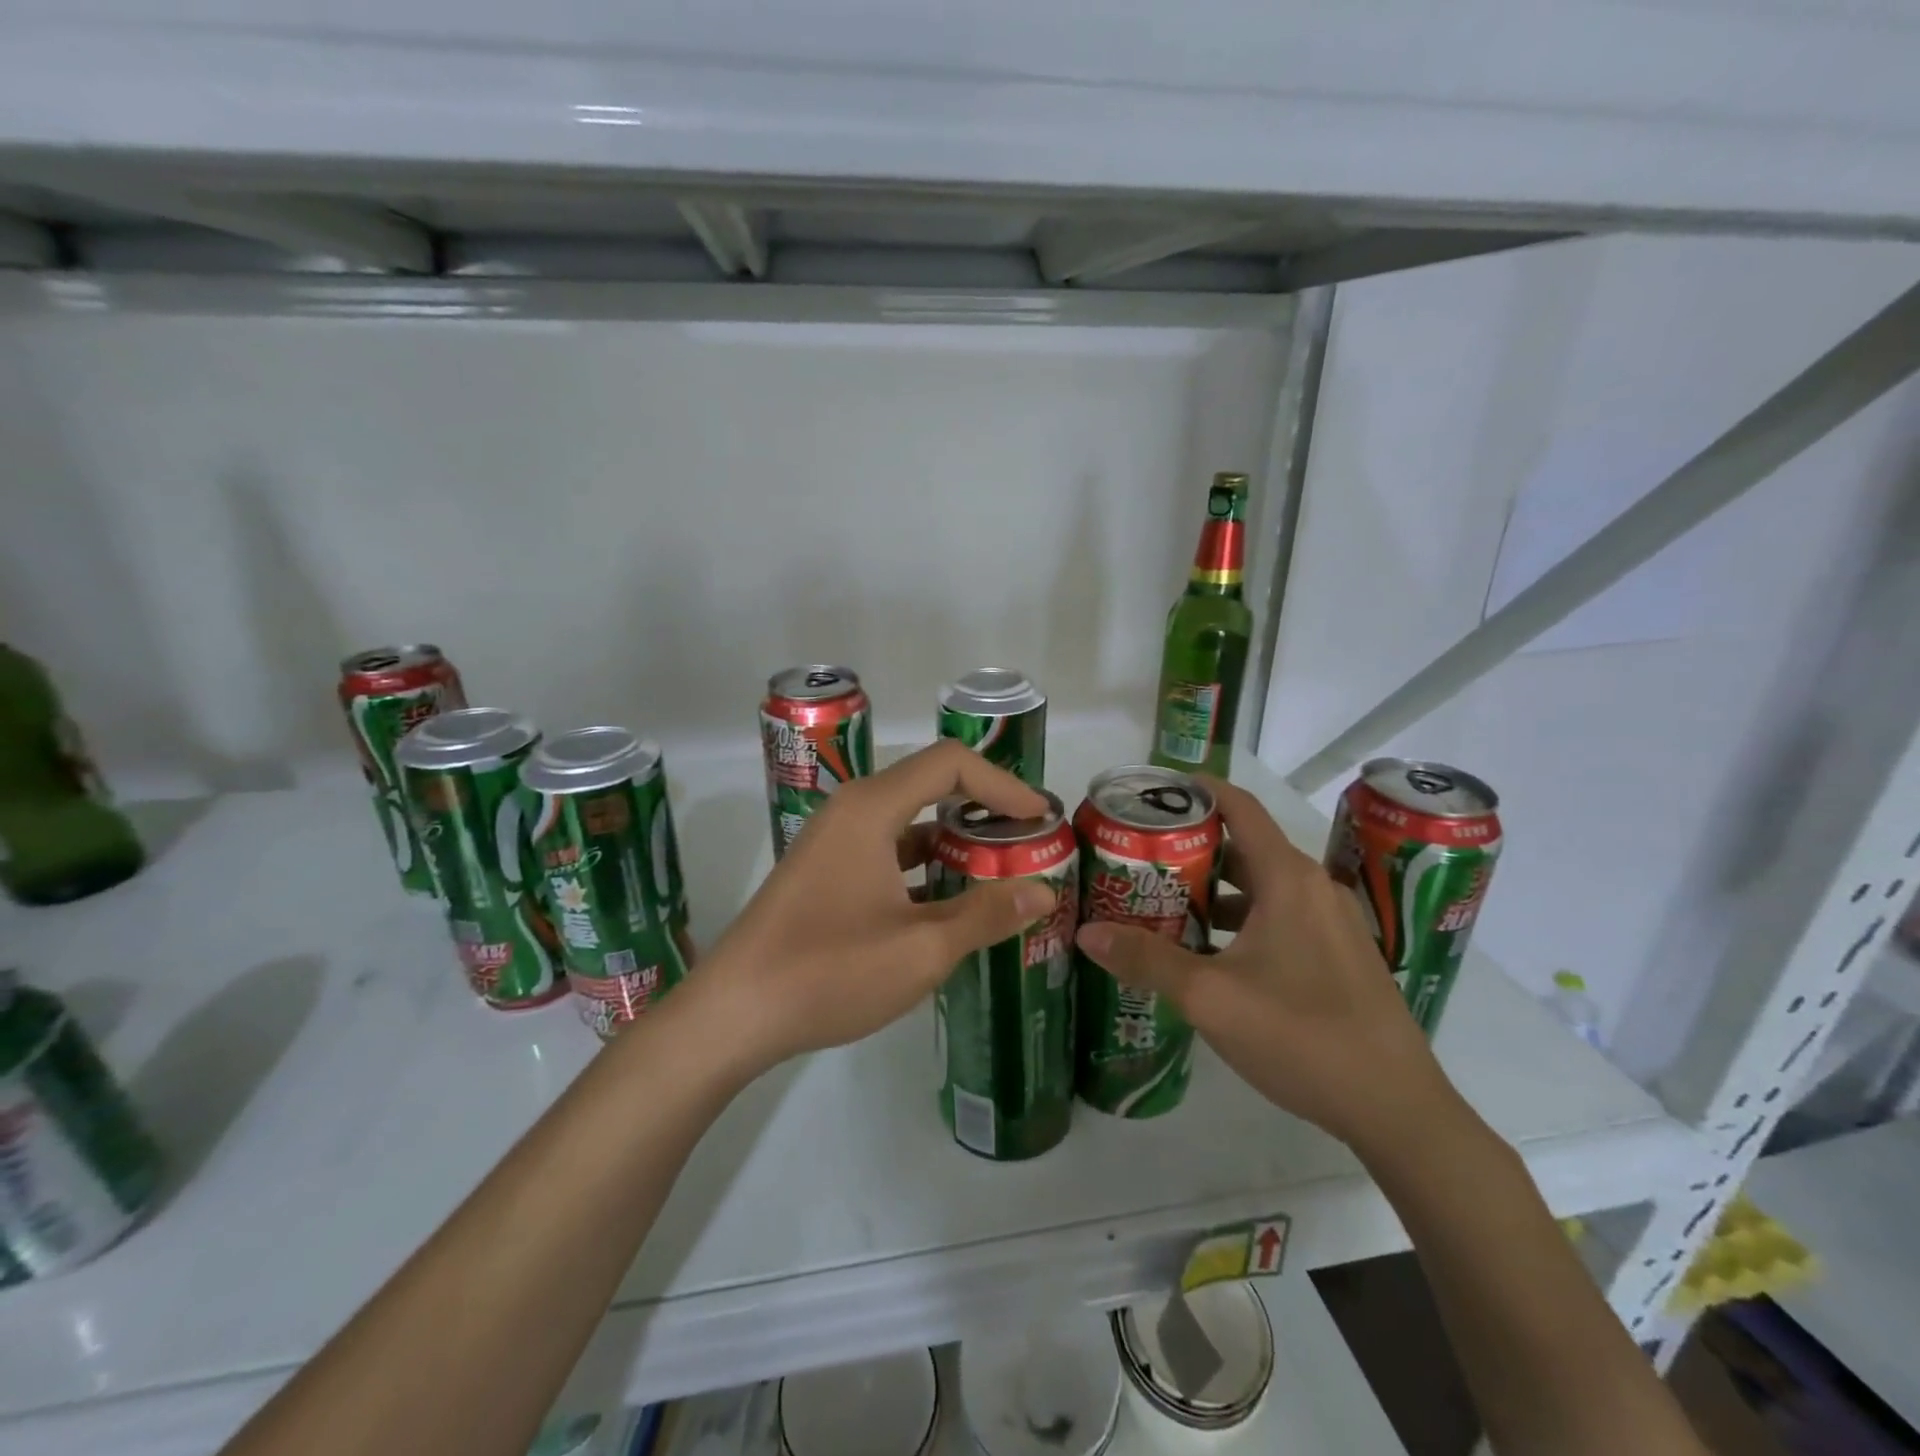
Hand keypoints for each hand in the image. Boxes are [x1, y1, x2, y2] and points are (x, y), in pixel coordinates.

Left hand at [692, 740, 1055, 1072]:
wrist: (733, 1014)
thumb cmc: (829, 971)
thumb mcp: (922, 949)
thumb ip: (986, 914)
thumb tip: (1043, 891)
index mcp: (872, 808)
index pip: (950, 764)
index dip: (1002, 783)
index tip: (1039, 818)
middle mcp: (852, 811)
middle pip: (930, 786)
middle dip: (984, 810)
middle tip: (1028, 843)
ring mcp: (835, 843)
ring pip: (910, 823)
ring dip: (956, 843)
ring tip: (1001, 875)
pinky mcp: (827, 873)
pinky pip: (888, 853)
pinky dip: (926, 868)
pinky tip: (952, 906)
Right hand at [1072, 778, 1454, 1153]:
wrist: (1396, 1108)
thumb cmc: (1301, 1035)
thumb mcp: (1210, 997)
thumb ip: (1146, 959)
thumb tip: (1087, 933)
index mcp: (1288, 878)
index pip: (1239, 806)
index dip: (1196, 790)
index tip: (1151, 793)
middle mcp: (1313, 887)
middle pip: (1244, 847)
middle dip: (1190, 849)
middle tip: (1137, 860)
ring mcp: (1331, 921)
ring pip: (1260, 886)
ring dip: (1213, 891)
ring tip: (1161, 906)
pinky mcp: (1338, 953)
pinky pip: (1279, 916)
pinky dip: (1240, 919)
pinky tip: (1207, 954)